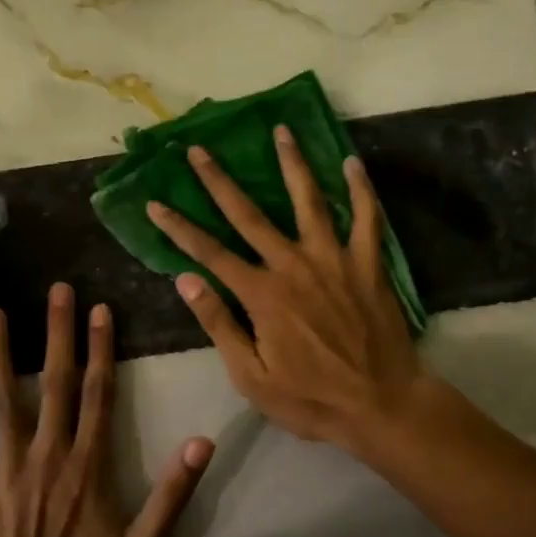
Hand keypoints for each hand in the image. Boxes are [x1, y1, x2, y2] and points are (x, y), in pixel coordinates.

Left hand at [0, 284, 212, 536]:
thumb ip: (173, 495)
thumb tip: (201, 441)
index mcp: (89, 466)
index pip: (98, 393)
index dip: (101, 349)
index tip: (101, 310)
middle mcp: (49, 455)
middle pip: (55, 382)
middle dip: (58, 333)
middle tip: (57, 290)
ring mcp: (8, 469)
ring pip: (5, 400)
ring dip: (1, 354)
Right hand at [146, 127, 427, 452]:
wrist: (380, 404)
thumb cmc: (311, 398)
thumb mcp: (251, 376)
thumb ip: (219, 324)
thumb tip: (185, 280)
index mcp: (262, 294)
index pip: (209, 253)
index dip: (179, 228)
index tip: (155, 203)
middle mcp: (293, 266)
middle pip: (250, 215)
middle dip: (220, 181)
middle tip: (199, 150)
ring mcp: (334, 260)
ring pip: (309, 201)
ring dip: (292, 164)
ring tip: (281, 131)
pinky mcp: (368, 264)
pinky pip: (366, 218)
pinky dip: (360, 189)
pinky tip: (352, 163)